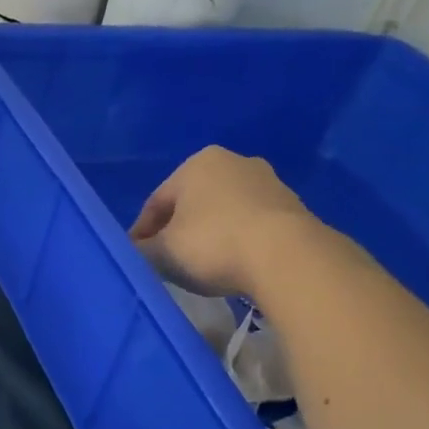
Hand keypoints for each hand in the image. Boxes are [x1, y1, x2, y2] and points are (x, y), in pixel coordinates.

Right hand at [129, 146, 315, 297]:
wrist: (285, 255)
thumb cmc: (211, 243)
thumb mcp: (162, 252)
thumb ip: (143, 250)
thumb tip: (138, 252)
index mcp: (196, 164)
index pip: (155, 203)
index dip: (141, 234)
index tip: (137, 258)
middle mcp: (233, 162)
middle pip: (190, 204)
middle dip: (176, 231)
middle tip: (166, 261)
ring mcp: (267, 182)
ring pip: (221, 213)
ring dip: (207, 235)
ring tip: (199, 266)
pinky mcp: (291, 206)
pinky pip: (248, 224)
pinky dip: (234, 240)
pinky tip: (231, 264)